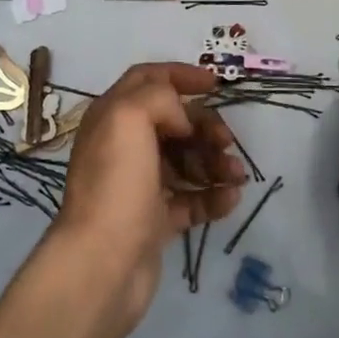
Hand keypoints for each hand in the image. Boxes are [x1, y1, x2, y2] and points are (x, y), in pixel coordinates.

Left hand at [48, 63, 244, 332]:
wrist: (102, 263)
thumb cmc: (116, 183)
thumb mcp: (129, 118)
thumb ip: (159, 97)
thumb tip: (182, 118)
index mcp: (112, 116)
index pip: (147, 79)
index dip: (180, 75)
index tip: (215, 83)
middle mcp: (123, 146)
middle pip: (174, 122)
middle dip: (205, 126)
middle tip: (226, 141)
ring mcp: (139, 185)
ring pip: (186, 161)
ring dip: (215, 162)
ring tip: (236, 175)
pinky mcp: (154, 220)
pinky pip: (191, 199)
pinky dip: (213, 196)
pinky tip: (230, 199)